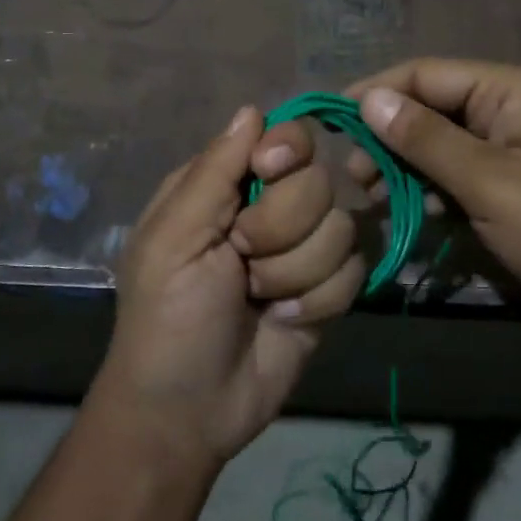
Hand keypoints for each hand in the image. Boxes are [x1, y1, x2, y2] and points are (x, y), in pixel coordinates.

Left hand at [96, 106, 365, 464]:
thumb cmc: (166, 317)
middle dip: (281, 228)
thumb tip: (252, 109)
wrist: (190, 410)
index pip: (285, 137)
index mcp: (227, 185)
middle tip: (242, 261)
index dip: (287, 151)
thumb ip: (214, 171)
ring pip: (342, 228)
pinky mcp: (329, 289)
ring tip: (259, 299)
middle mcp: (271, 208)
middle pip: (319, 181)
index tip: (267, 174)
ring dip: (296, 272)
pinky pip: (355, 271)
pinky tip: (284, 320)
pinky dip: (318, 300)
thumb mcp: (173, 238)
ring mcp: (304, 250)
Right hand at [347, 60, 520, 363]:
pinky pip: (451, 178)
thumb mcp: (491, 183)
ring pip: (435, 146)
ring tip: (372, 197)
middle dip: (387, 136)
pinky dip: (425, 191)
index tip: (332, 125)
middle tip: (354, 176)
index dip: (376, 93)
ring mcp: (505, 153)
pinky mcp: (503, 190)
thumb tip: (368, 99)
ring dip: (402, 167)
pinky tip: (406, 213)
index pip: (426, 74)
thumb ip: (427, 140)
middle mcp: (505, 111)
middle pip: (428, 108)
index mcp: (510, 92)